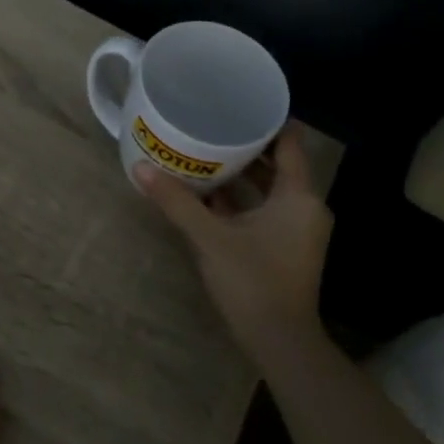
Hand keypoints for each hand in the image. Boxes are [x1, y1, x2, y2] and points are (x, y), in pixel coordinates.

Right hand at [134, 121, 332, 351]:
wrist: (279, 341)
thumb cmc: (252, 281)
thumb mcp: (209, 237)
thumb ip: (176, 202)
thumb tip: (139, 168)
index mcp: (298, 196)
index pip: (289, 141)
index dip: (266, 120)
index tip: (236, 102)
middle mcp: (304, 206)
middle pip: (277, 163)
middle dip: (245, 146)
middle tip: (210, 123)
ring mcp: (297, 229)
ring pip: (269, 189)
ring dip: (241, 174)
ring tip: (204, 152)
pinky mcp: (285, 246)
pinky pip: (264, 209)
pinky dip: (242, 200)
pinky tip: (208, 193)